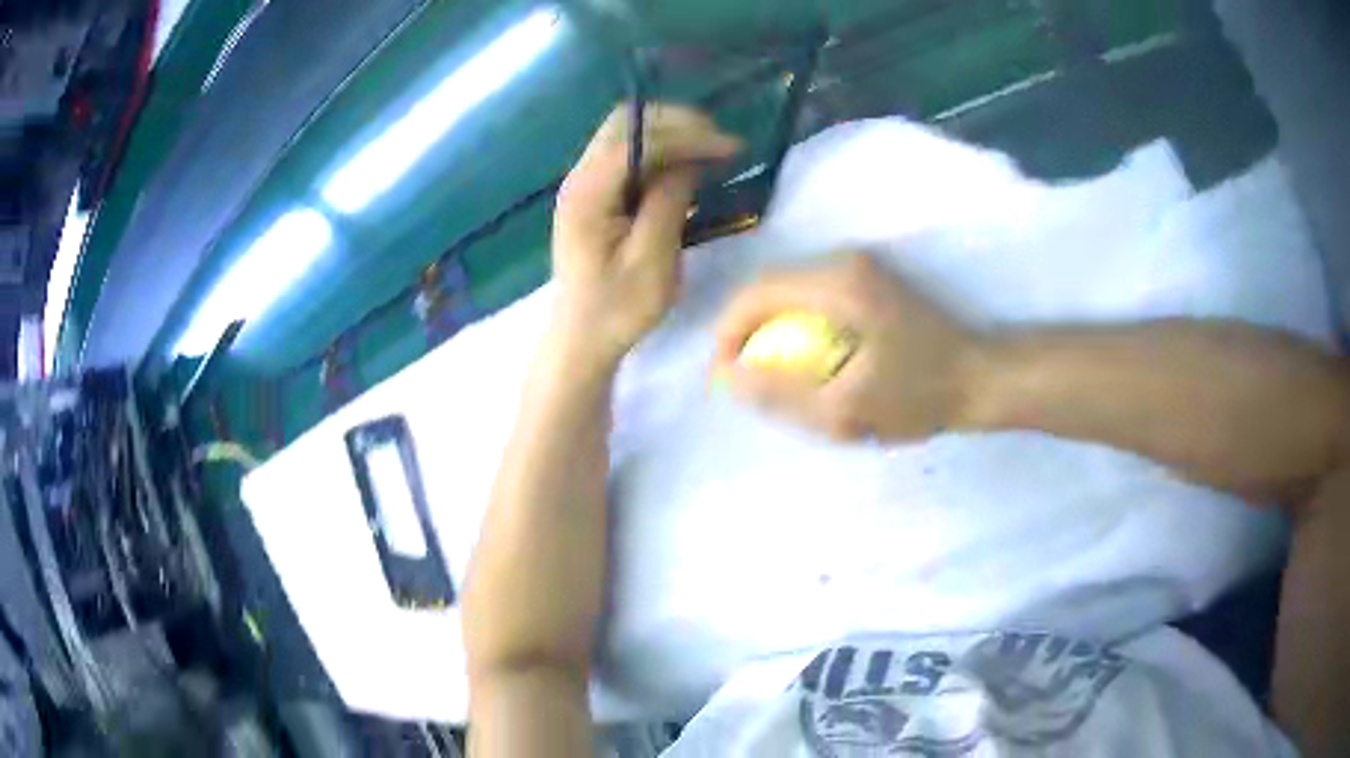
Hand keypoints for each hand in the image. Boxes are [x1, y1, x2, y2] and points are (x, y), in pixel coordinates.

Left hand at [551, 103, 741, 369]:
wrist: (581, 339)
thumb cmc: (617, 309)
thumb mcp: (652, 260)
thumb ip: (668, 201)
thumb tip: (691, 159)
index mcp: (588, 192)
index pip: (638, 140)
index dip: (687, 135)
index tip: (730, 147)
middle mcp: (580, 177)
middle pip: (626, 122)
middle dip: (677, 123)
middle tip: (720, 142)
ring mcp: (584, 184)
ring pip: (627, 134)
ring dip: (670, 135)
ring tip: (711, 152)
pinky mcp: (595, 195)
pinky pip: (628, 156)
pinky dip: (660, 153)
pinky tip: (687, 169)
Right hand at [713, 252, 980, 440]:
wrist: (979, 377)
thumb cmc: (919, 396)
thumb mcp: (847, 411)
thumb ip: (782, 396)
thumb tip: (727, 378)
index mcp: (837, 284)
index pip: (756, 292)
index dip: (726, 332)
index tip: (723, 375)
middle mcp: (843, 262)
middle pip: (768, 286)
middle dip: (743, 331)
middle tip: (741, 379)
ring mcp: (858, 266)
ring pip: (787, 289)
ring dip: (767, 327)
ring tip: (766, 371)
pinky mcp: (868, 279)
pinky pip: (810, 295)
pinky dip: (793, 324)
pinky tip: (802, 357)